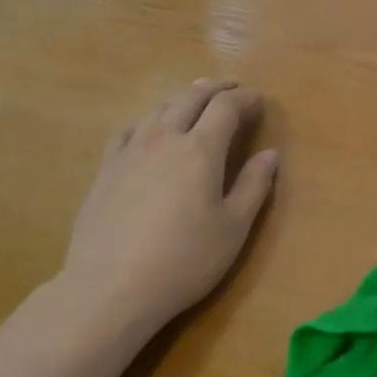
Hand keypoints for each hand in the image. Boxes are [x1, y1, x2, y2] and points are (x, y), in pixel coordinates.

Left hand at [58, 80, 278, 342]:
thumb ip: (254, 186)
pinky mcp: (106, 169)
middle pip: (191, 97)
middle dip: (215, 88)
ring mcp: (130, 151)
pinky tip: (149, 128)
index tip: (259, 99)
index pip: (226, 107)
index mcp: (200, 149)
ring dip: (183, 97)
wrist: (109, 288)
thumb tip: (271, 154)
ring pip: (159, 108)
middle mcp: (165, 138)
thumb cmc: (183, 261)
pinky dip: (148, 120)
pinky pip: (129, 129)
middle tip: (232, 88)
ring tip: (195, 99)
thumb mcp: (233, 228)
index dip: (245, 98)